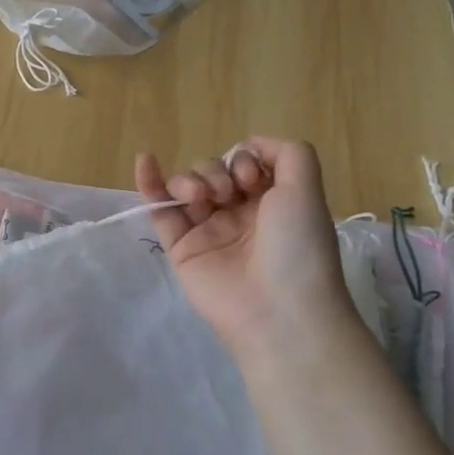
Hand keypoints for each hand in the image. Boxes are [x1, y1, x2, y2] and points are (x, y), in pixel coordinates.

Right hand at [136, 139, 359, 368]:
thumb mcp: (307, 190)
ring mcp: (207, 230)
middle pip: (212, 171)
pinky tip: (145, 161)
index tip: (252, 180)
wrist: (278, 310)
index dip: (243, 160)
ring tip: (202, 197)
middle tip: (229, 192)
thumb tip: (251, 144)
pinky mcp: (180, 247)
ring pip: (187, 186)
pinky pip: (160, 210)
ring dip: (191, 179)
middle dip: (216, 171)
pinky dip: (150, 183)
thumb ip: (288, 153)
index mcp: (270, 201)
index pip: (244, 162)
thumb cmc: (297, 248)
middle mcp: (238, 213)